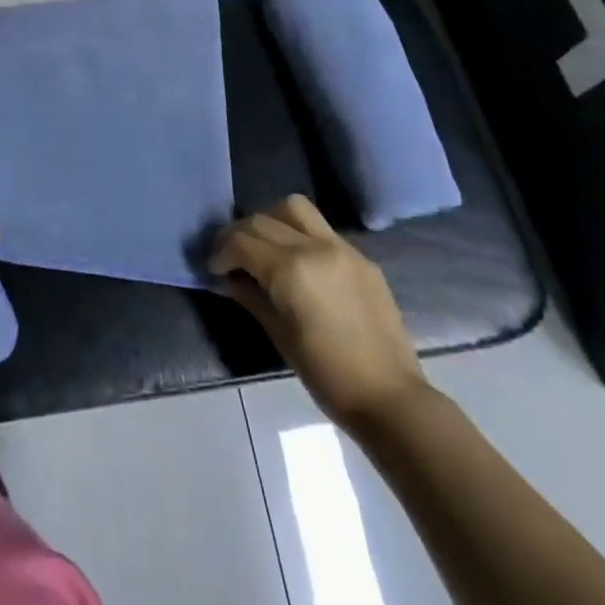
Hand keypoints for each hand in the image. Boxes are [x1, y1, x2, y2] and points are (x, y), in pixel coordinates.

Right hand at [211, 195, 430, 436]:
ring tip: (265, 246)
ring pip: (295, 208)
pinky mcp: (361, 256)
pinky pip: (321, 229)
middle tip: (231, 257)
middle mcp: (314, 247)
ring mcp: (341, 247)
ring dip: (271, 219)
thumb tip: (228, 278)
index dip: (221, 252)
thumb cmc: (326, 375)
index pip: (241, 241)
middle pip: (263, 219)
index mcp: (290, 269)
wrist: (389, 397)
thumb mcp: (278, 335)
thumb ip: (250, 296)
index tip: (214, 269)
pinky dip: (300, 234)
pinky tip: (298, 262)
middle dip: (240, 234)